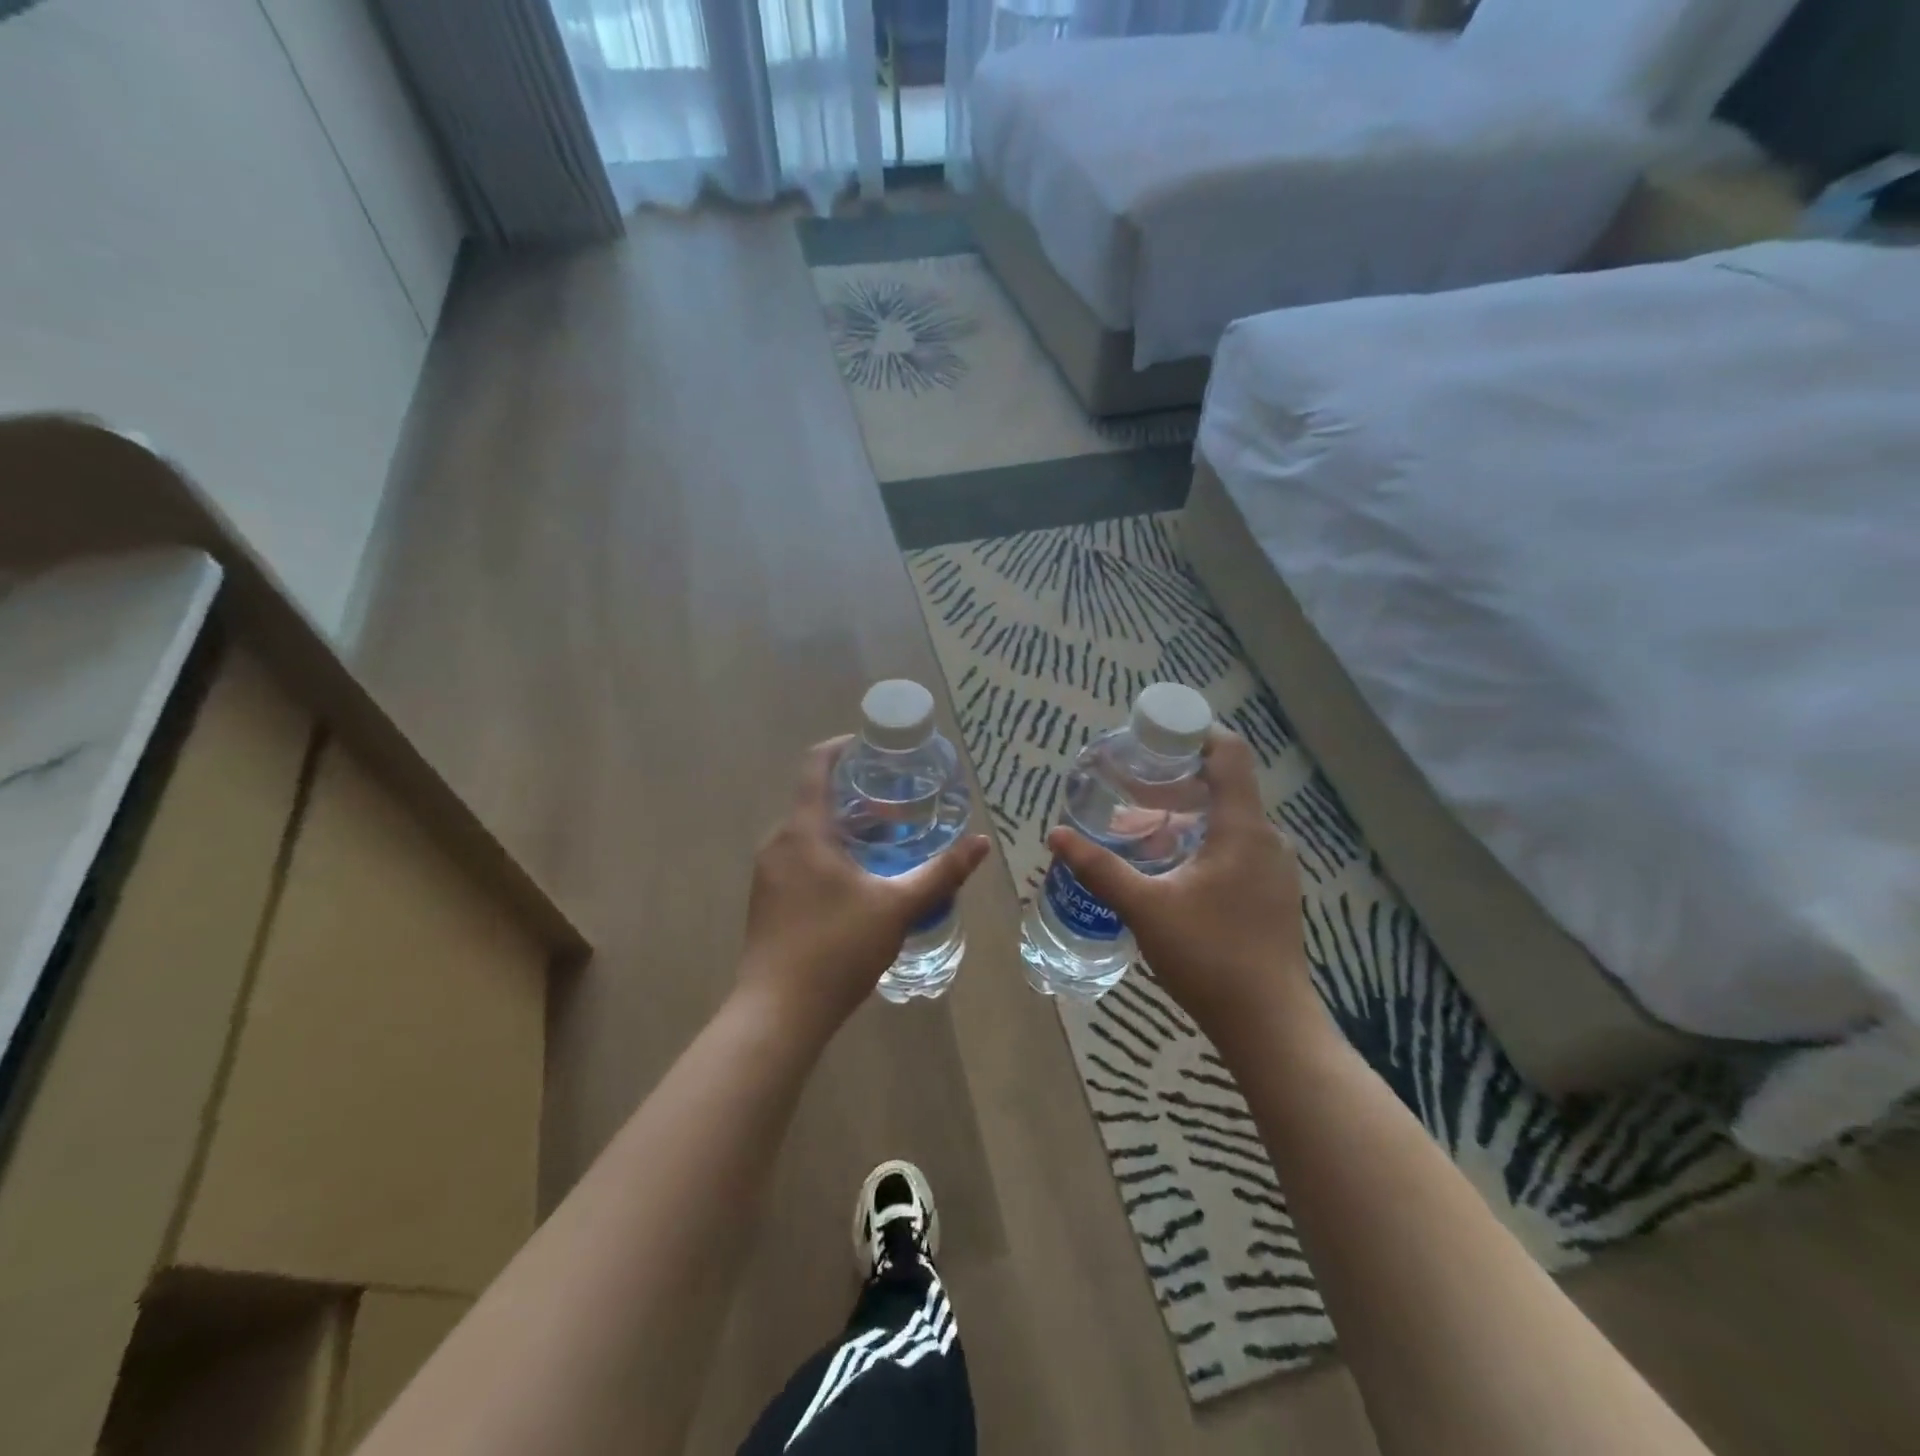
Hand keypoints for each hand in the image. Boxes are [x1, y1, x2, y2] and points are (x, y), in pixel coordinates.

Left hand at [740, 737, 990, 1039]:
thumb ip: (940, 873)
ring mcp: (768, 873)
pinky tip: (860, 880)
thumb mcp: (897, 907)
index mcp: (804, 831)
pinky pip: (801, 858)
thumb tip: (980, 844)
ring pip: (809, 832)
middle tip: (900, 803)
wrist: (778, 1014)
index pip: (816, 765)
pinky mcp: (768, 900)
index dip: (844, 747)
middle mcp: (779, 842)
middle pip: (816, 799)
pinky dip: (830, 853)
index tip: (876, 748)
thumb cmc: (836, 949)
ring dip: (845, 827)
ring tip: (888, 840)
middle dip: (857, 795)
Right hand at [1047, 728, 1316, 1045]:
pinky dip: (1199, 842)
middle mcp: (1265, 839)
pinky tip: (1166, 867)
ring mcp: (1273, 869)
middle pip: (1222, 786)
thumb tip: (1056, 835)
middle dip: (1174, 780)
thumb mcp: (1145, 908)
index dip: (1193, 733)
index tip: (1152, 736)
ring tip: (1138, 827)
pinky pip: (1234, 848)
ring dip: (1184, 815)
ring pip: (1227, 821)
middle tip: (1128, 784)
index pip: (1229, 753)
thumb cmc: (1210, 956)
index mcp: (1243, 829)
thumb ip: (1099, 867)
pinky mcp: (1270, 894)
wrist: (1269, 1026)